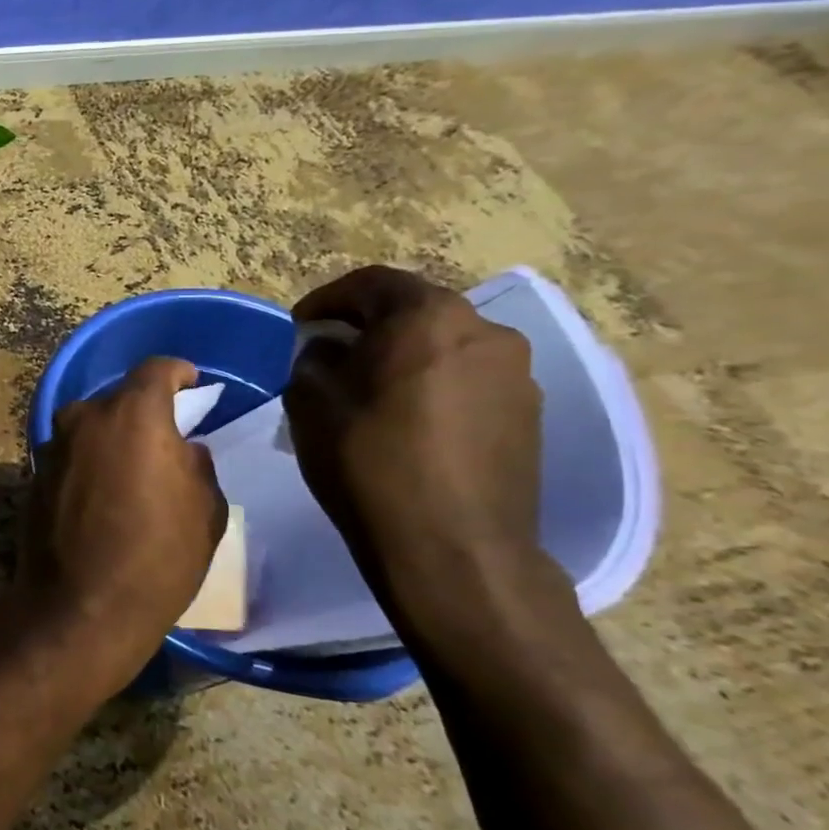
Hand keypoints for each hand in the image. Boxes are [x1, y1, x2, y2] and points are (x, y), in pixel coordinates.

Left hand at [8, 357, 227, 702]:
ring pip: (90, 427)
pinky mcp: (33, 475)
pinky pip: (71, 455)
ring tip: (133, 471)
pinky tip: (102, 495)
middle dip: (143, 412)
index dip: (177, 372)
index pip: (156, 370)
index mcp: (132, 414)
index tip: (191, 382)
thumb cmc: (157, 557)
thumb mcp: (205, 511)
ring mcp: (52, 446)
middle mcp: (85, 418)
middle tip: (164, 440)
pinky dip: (88, 463)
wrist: (79, 606)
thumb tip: (181, 449)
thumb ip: (196, 465)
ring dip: (111, 438)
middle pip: (119, 399)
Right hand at [282, 266, 572, 641]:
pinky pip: (468, 380)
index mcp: (428, 317)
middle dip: (367, 326)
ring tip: (368, 390)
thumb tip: (330, 349)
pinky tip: (407, 421)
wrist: (453, 547)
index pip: (371, 282)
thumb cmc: (369, 461)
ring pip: (445, 346)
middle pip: (415, 310)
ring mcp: (516, 374)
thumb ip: (314, 359)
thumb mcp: (310, 402)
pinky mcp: (529, 415)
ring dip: (404, 355)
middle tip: (329, 354)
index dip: (327, 299)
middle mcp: (484, 332)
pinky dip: (433, 384)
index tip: (298, 326)